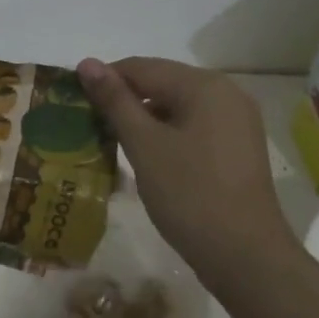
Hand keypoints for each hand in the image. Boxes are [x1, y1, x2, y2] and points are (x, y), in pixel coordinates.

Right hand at [77, 57, 298, 292]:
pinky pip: (194, 127)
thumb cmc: (189, 194)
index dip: (104, 81)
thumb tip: (87, 62)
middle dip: (125, 101)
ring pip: (178, 107)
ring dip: (144, 120)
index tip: (73, 102)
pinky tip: (147, 157)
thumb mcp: (144, 145)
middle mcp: (226, 93)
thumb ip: (115, 101)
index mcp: (204, 85)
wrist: (244, 255)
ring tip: (111, 142)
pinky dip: (167, 135)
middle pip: (162, 83)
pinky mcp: (238, 148)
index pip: (141, 67)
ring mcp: (237, 121)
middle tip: (88, 125)